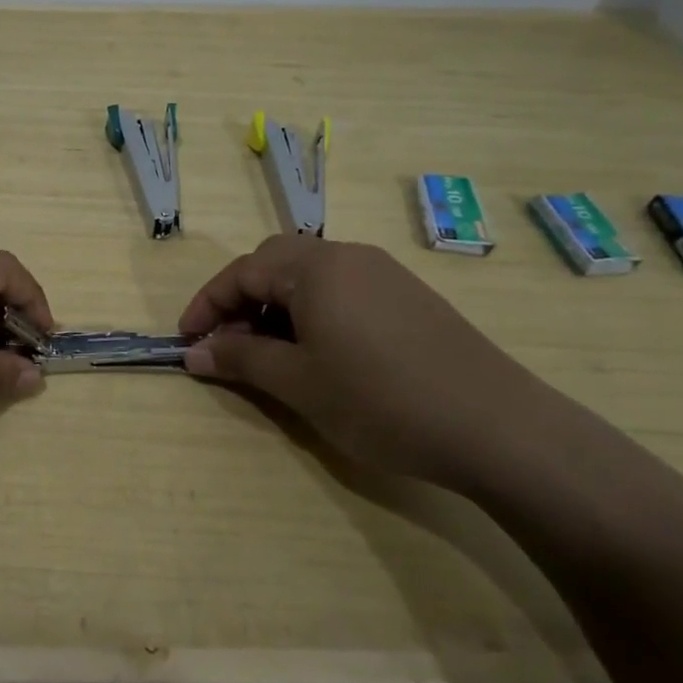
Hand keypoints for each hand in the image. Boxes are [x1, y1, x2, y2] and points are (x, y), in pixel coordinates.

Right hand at [179, 236, 571, 491]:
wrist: (496, 426)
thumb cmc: (380, 400)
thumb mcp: (298, 382)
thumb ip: (241, 359)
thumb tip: (194, 353)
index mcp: (314, 267)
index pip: (242, 272)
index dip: (207, 305)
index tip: (186, 341)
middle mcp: (348, 256)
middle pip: (274, 264)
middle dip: (241, 301)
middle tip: (228, 345)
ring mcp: (383, 273)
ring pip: (310, 278)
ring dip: (277, 308)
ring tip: (271, 355)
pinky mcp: (409, 296)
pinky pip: (342, 291)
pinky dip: (313, 313)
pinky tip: (321, 353)